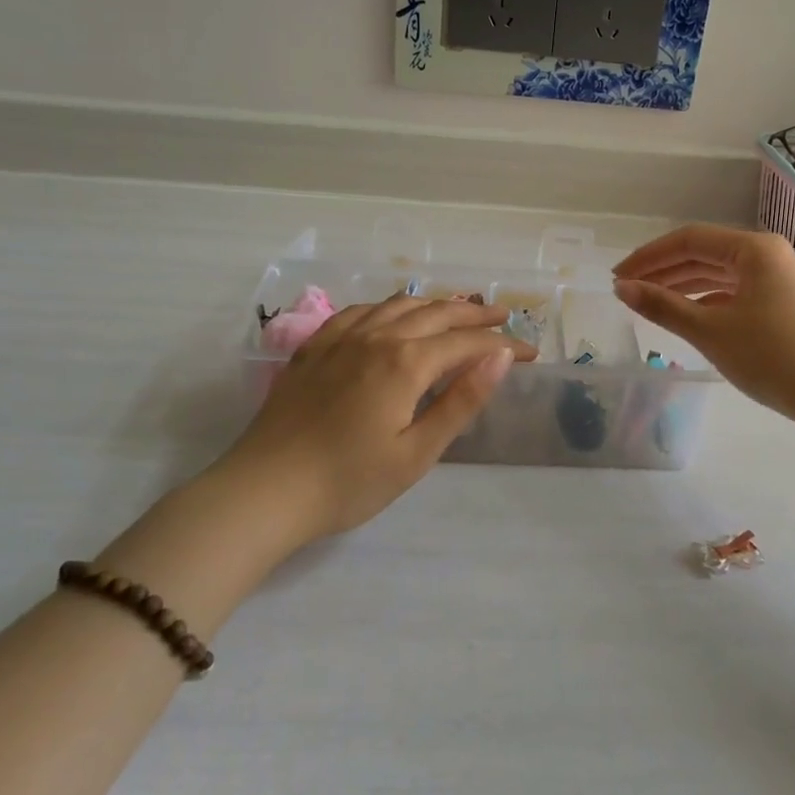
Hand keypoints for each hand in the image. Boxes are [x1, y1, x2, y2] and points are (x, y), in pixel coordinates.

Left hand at [217, 295, 535, 540]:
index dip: (502, 345)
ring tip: (456, 309)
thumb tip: (501, 358)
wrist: (264, 491)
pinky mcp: (314, 347)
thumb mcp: (416, 453)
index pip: (467, 343)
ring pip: (398, 304)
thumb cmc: (348, 482)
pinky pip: (360, 311)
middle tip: (503, 316)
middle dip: (474, 313)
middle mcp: (377, 337)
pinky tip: (392, 314)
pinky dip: (388, 306)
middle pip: (435, 312)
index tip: (529, 352)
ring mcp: (341, 338)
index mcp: (406, 363)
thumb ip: (461, 402)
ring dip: (434, 303)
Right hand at [612, 225, 794, 423]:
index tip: (617, 277)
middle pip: (704, 254)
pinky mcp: (785, 304)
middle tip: (627, 290)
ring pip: (720, 275)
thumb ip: (663, 306)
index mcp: (754, 249)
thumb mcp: (710, 331)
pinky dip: (708, 301)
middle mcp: (769, 255)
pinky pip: (736, 292)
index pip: (689, 240)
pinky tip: (688, 316)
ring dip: (683, 286)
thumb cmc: (772, 357)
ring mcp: (780, 279)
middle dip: (664, 271)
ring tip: (650, 303)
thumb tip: (622, 289)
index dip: (648, 257)